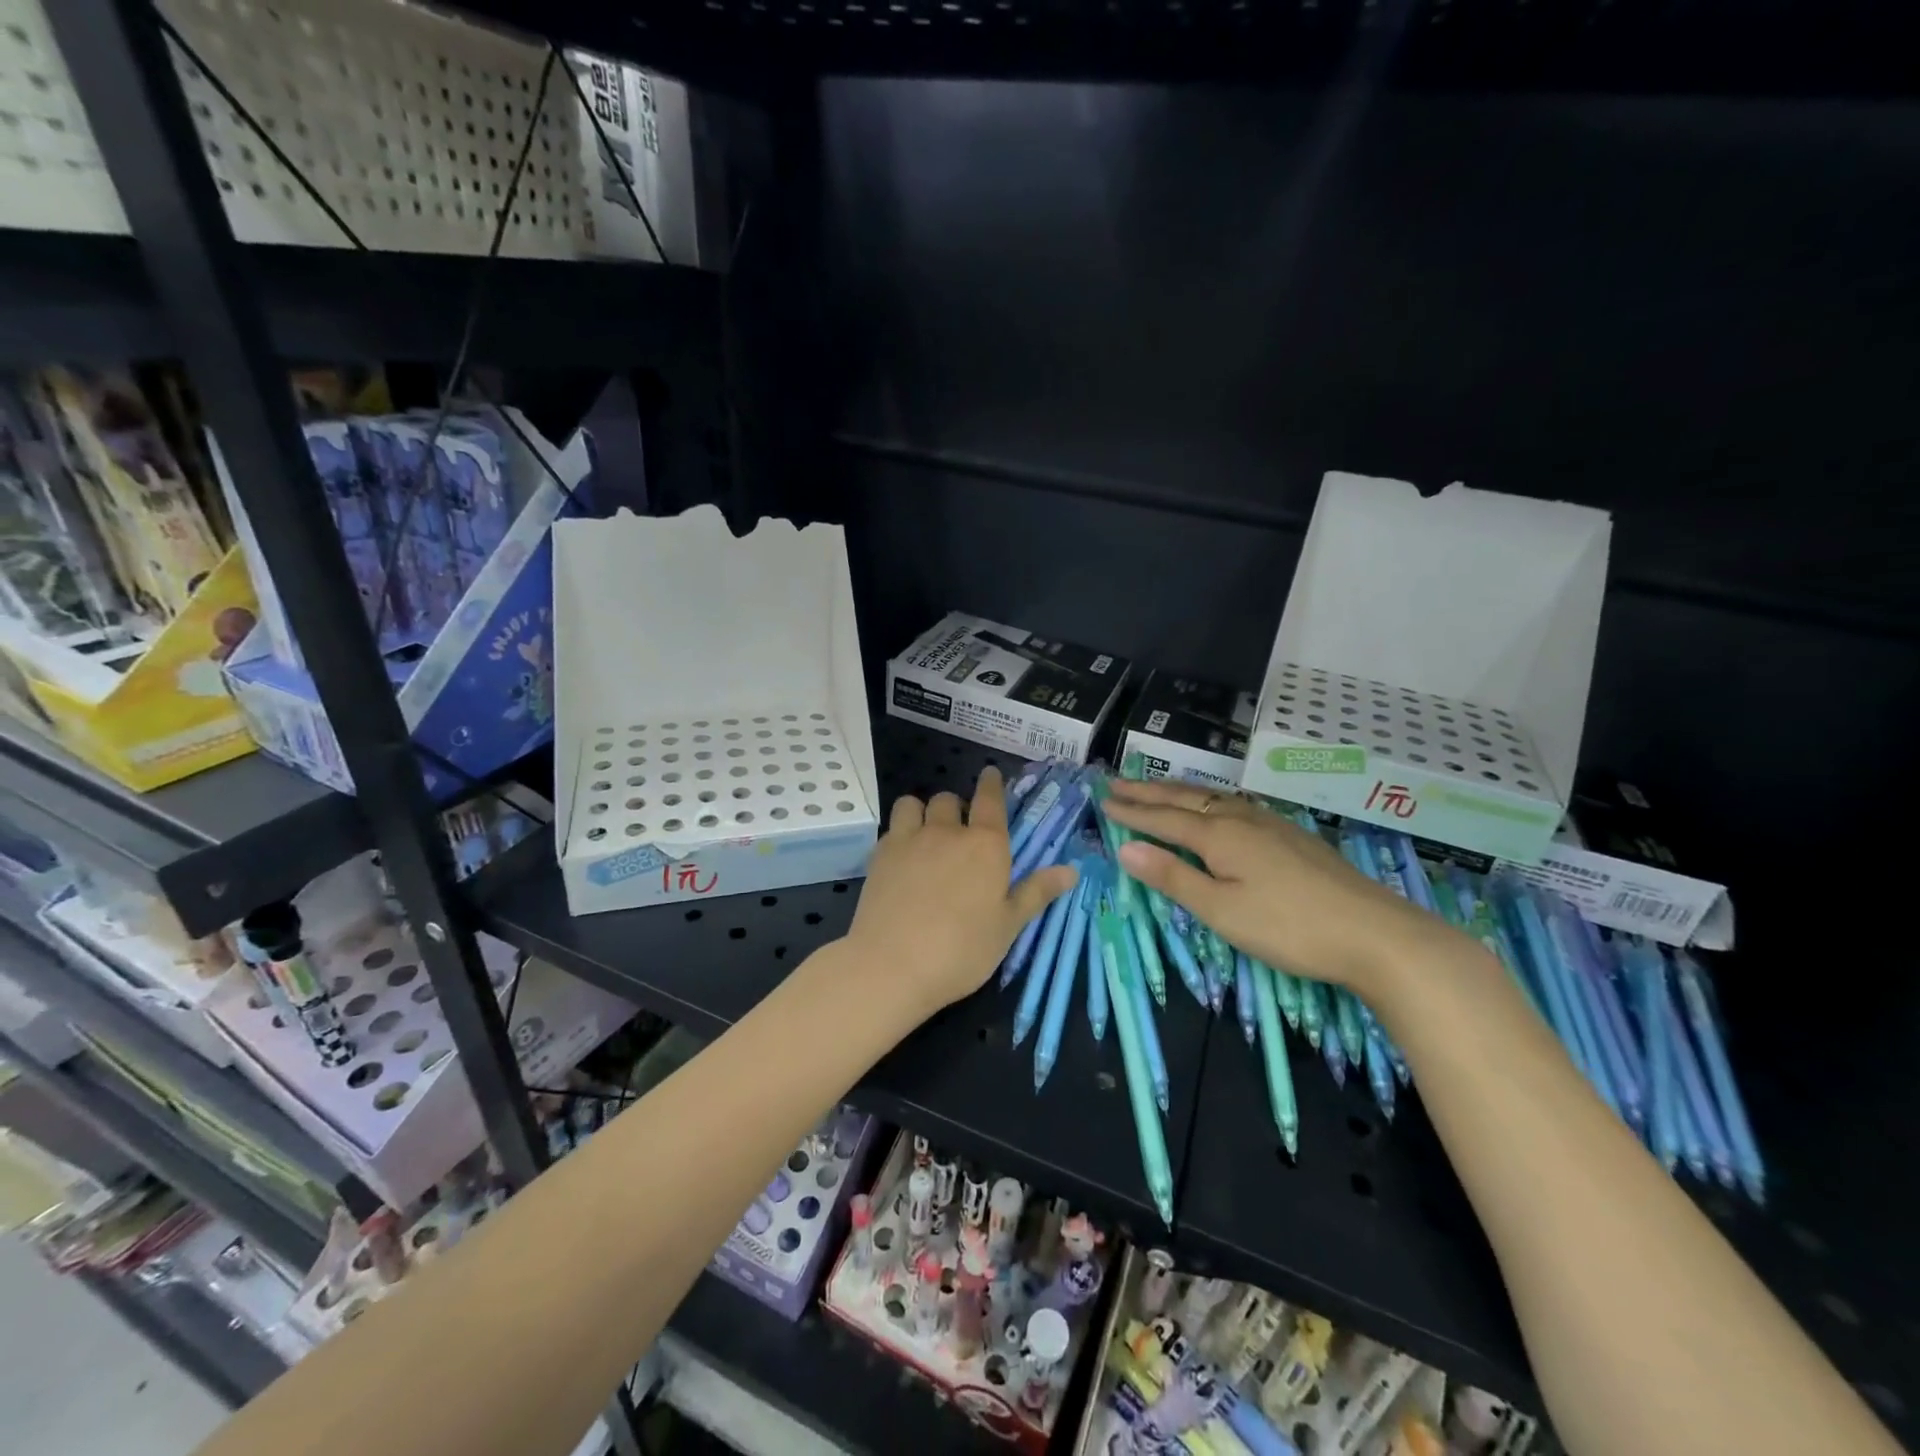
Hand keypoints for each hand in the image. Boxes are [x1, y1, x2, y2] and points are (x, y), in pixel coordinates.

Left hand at [846, 766, 1078, 1018]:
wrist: (892, 964)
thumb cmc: (962, 950)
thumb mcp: (1008, 927)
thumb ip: (1036, 892)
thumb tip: (1071, 870)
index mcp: (986, 846)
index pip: (990, 800)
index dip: (991, 784)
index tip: (990, 773)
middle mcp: (948, 832)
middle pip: (950, 800)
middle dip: (957, 807)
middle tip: (960, 830)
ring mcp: (910, 840)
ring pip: (914, 804)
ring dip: (923, 811)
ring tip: (926, 833)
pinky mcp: (880, 855)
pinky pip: (892, 826)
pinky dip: (900, 831)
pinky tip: (903, 856)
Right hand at [1103, 778, 1448, 1000]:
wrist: (1376, 934)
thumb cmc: (1289, 927)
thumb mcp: (1222, 911)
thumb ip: (1173, 877)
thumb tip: (1126, 848)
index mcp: (1220, 836)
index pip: (1164, 819)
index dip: (1132, 811)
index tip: (1103, 801)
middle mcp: (1242, 819)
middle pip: (1186, 799)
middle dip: (1149, 791)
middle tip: (1117, 782)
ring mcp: (1271, 824)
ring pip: (1213, 798)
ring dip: (1179, 791)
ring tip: (1157, 788)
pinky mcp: (1292, 836)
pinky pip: (1235, 805)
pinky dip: (1209, 800)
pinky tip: (1217, 808)